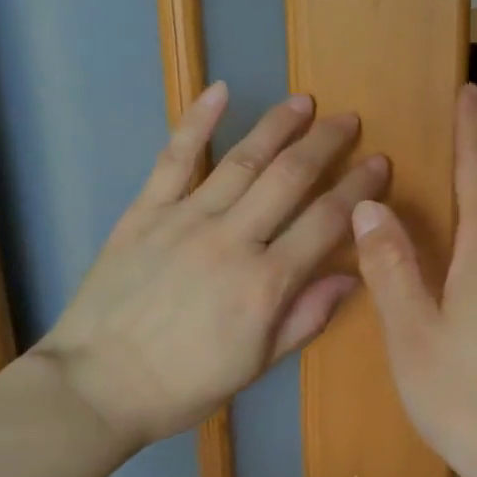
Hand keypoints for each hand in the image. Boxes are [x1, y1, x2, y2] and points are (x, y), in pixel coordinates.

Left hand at [32, 83, 387, 452]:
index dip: (358, 190)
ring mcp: (186, 219)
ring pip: (242, 160)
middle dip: (326, 144)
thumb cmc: (183, 385)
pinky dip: (197, 121)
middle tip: (349, 120)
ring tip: (303, 102)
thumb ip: (305, 317)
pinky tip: (219, 91)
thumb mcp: (256, 365)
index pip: (326, 222)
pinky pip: (174, 158)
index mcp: (266, 283)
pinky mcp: (145, 211)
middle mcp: (233, 239)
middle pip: (290, 178)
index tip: (379, 164)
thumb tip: (352, 276)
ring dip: (277, 126)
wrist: (97, 385)